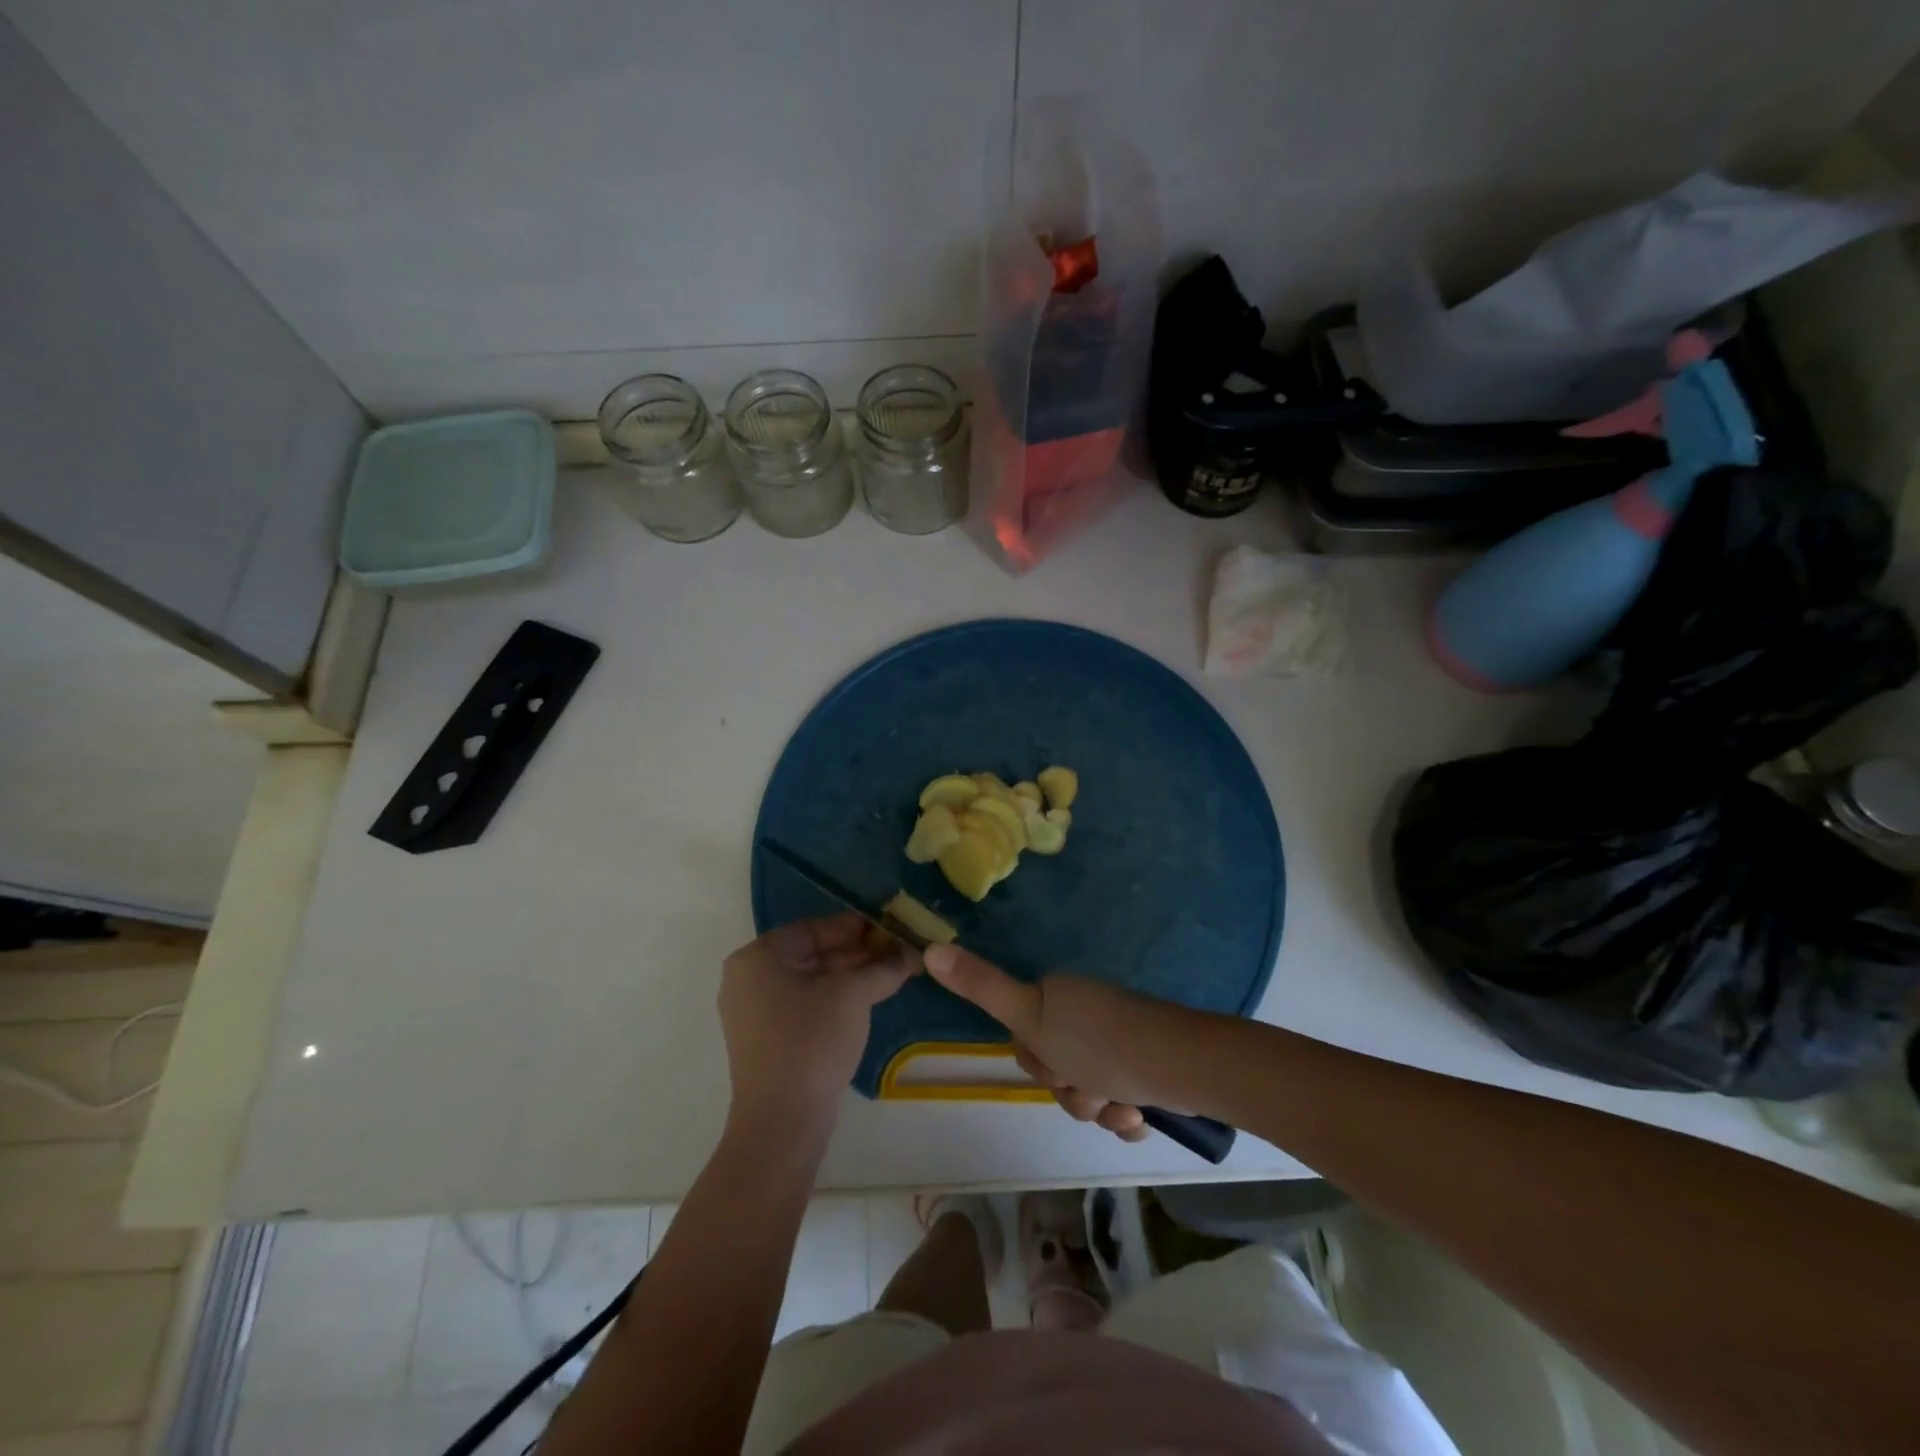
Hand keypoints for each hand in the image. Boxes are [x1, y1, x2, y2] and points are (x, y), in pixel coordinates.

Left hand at [719, 913, 915, 1139]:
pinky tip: (866, 1000)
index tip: (889, 927)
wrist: (782, 1121)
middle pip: (811, 953)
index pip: (814, 928)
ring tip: (889, 974)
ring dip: (849, 976)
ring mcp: (753, 1011)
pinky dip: (833, 998)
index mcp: (758, 957)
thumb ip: (883, 967)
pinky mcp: (764, 1039)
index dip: (855, 927)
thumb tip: (912, 951)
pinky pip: (802, 1004)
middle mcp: (748, 978)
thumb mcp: (853, 995)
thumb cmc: (812, 1040)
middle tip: (896, 952)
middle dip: (856, 953)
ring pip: (809, 980)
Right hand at [924, 944, 1196, 1141]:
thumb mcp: (1030, 1016)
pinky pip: (1118, 1101)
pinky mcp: (1144, 1068)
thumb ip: (980, 986)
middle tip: (1090, 1085)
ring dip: (1099, 1107)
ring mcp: (1117, 1041)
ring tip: (1121, 1104)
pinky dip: (1125, 1115)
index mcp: (1058, 996)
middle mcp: (1085, 1014)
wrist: (1180, 1065)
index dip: (1038, 1062)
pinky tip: (1139, 1114)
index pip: (1026, 1041)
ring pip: (1086, 1091)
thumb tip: (928, 946)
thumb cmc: (1099, 1041)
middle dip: (1071, 1090)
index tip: (1057, 1062)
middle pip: (1055, 1069)